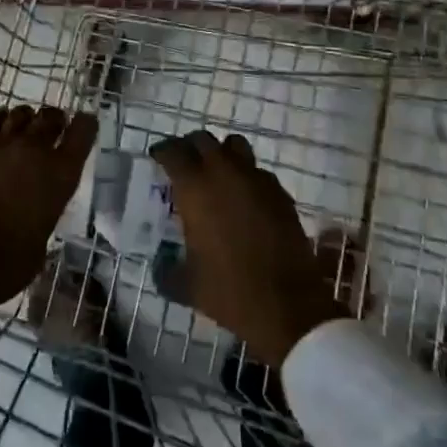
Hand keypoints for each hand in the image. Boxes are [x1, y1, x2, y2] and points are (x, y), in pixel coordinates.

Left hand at [0, 106, 97, 317]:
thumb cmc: (5, 266)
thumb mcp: (41, 241)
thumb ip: (44, 211)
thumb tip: (36, 205)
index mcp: (59, 176)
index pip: (82, 131)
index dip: (86, 125)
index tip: (85, 126)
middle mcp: (34, 152)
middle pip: (52, 117)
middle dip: (56, 121)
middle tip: (54, 129)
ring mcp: (0, 147)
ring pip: (21, 114)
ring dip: (28, 120)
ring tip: (26, 130)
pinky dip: (1, 121)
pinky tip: (1, 128)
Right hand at [150, 131, 349, 367]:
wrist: (288, 306)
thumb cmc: (229, 291)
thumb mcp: (186, 286)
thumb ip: (167, 270)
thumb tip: (160, 265)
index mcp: (195, 188)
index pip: (173, 152)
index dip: (163, 152)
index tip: (158, 159)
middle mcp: (224, 173)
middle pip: (203, 140)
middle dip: (190, 148)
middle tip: (185, 165)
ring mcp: (256, 180)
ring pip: (235, 146)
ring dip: (221, 154)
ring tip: (216, 175)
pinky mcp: (280, 193)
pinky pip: (258, 172)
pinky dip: (247, 177)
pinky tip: (245, 200)